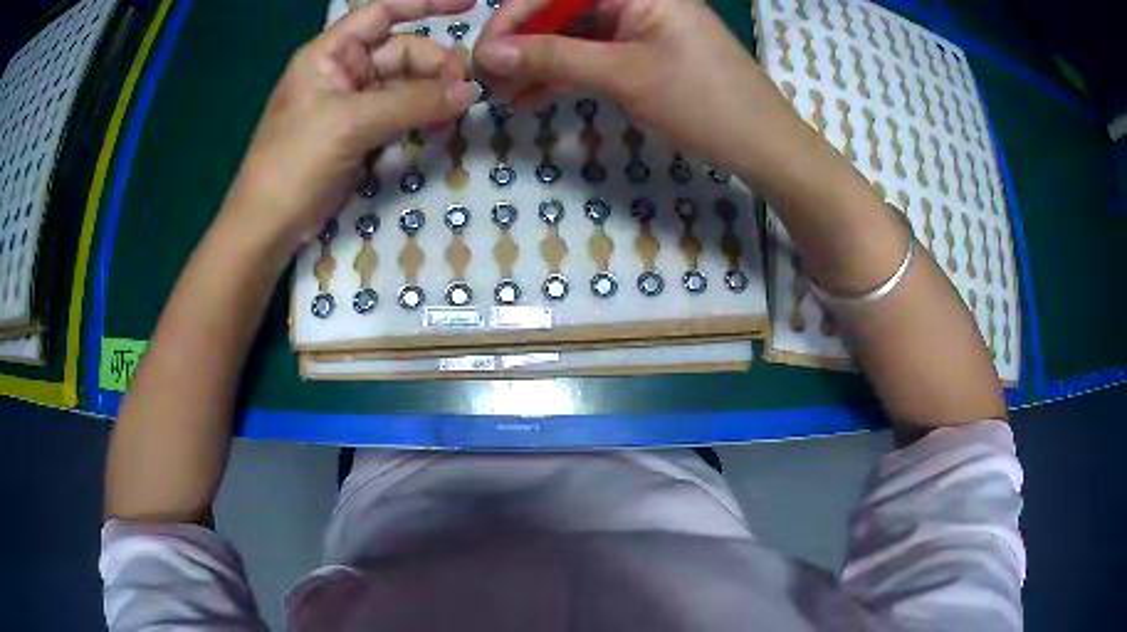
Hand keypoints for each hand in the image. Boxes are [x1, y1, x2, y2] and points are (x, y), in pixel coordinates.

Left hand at [227, 0, 481, 249]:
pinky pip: (399, 112)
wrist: (267, 226)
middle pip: (402, 51)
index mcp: (330, 53)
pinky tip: (439, 126)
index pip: (383, 12)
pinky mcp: (359, 132)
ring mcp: (351, 102)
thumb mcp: (352, 124)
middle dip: (436, 65)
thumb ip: (414, 103)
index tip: (468, 6)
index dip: (425, 4)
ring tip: (456, 112)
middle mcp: (342, 70)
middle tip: (466, 93)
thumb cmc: (295, 163)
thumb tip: (472, 92)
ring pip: (404, 83)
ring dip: (432, 94)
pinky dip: (420, 116)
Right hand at [473, 0, 788, 171]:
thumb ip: (553, 57)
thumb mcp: (623, 74)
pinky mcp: (644, 51)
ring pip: (574, 35)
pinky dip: (565, 74)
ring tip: (507, 96)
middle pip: (562, 11)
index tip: (482, 56)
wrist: (763, 145)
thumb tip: (491, 54)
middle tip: (490, 81)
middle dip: (524, 44)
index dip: (512, 19)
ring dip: (539, 63)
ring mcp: (640, 25)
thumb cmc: (703, 101)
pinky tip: (535, 97)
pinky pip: (594, 54)